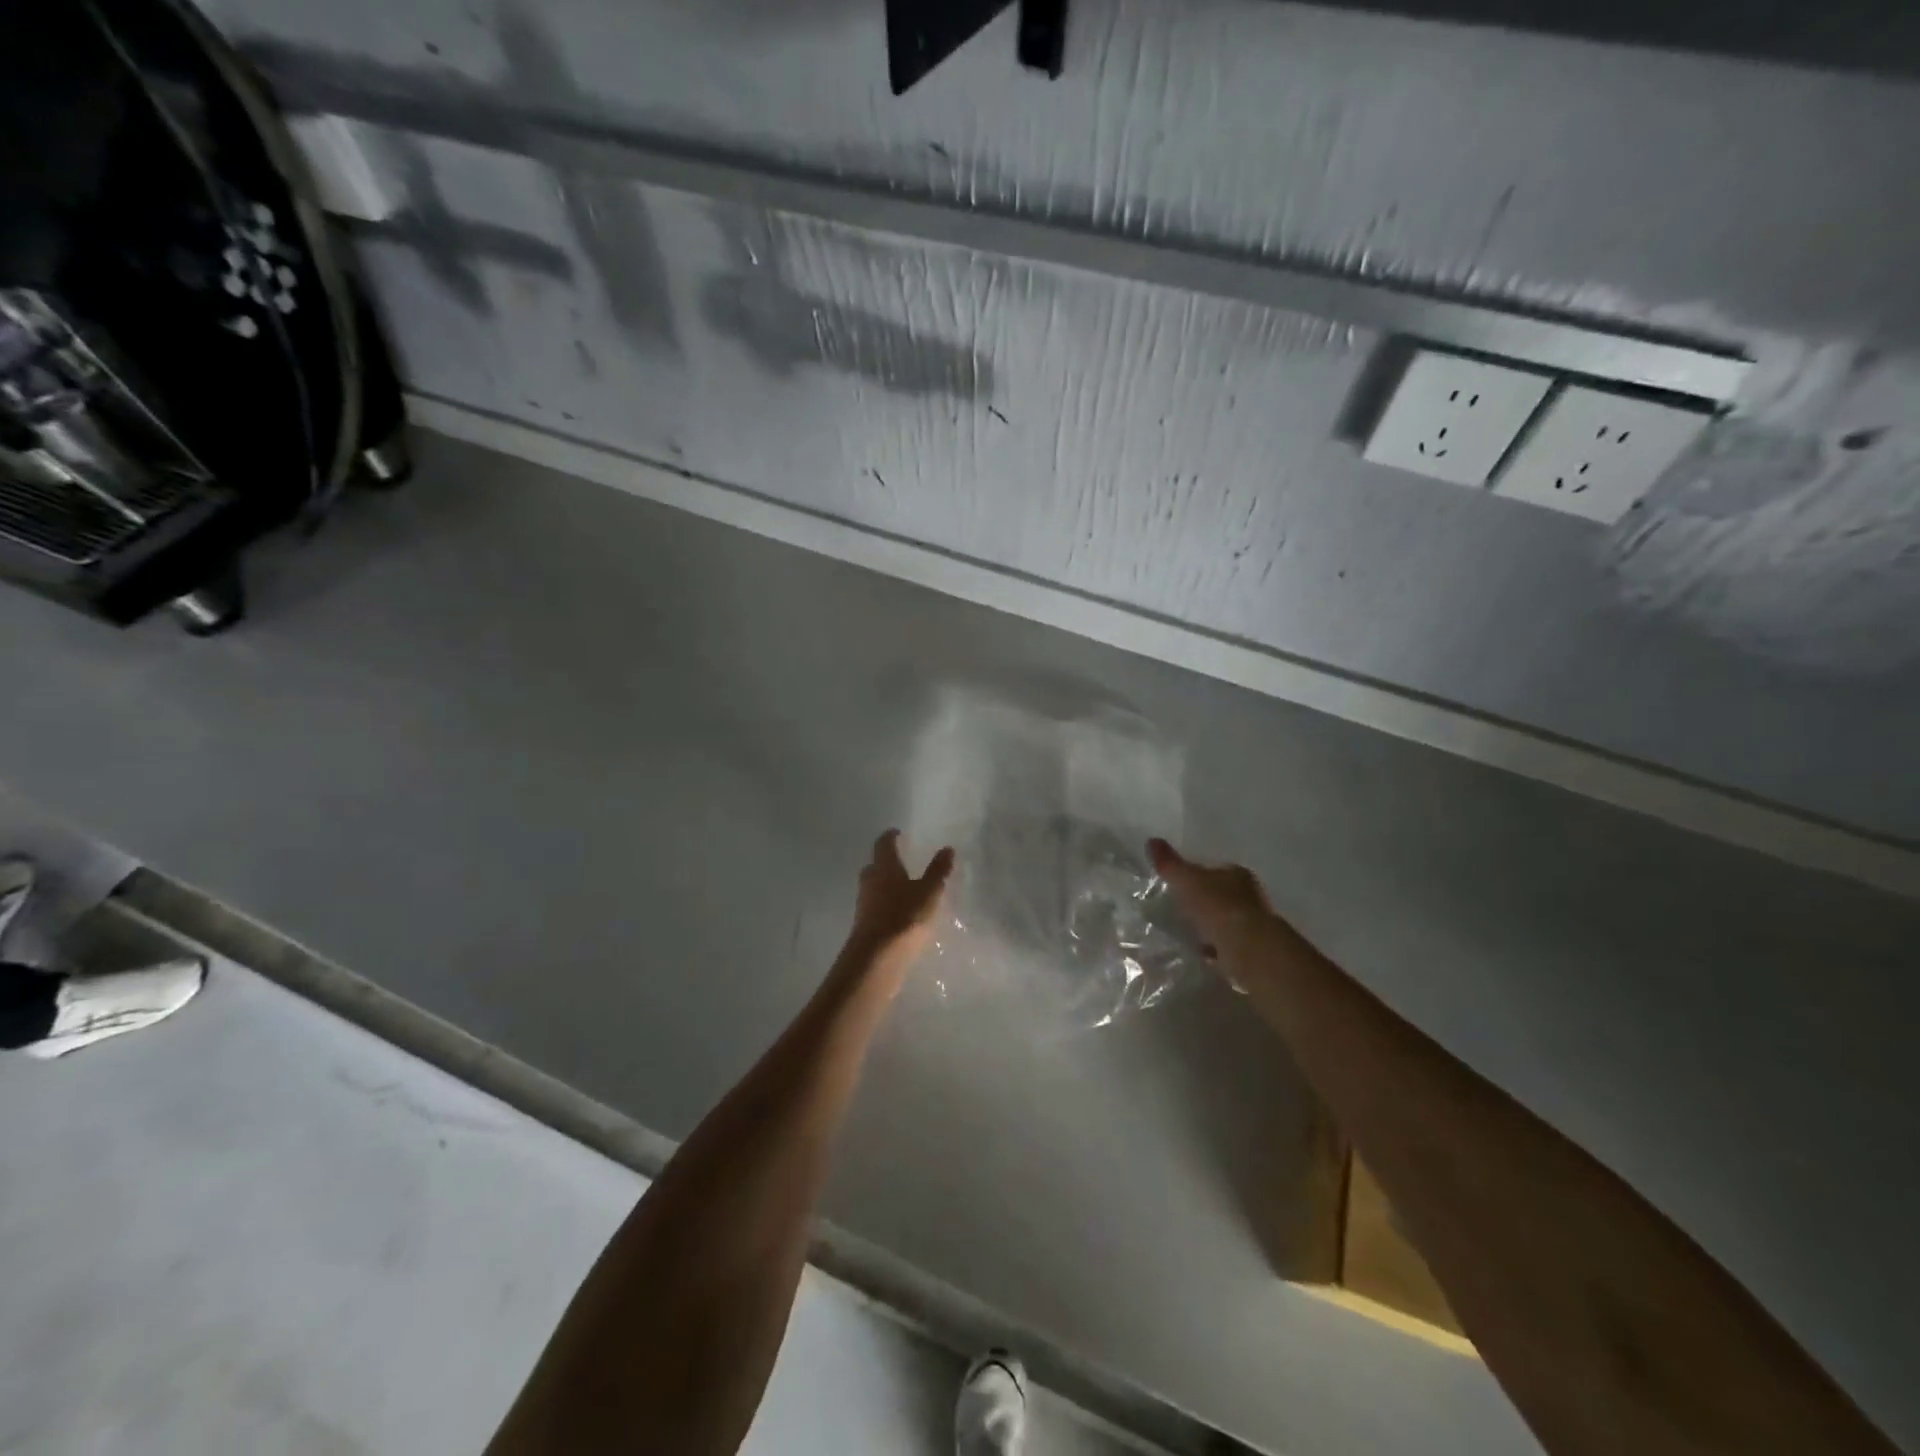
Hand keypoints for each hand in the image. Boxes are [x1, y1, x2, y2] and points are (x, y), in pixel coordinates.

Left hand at [838, 831, 954, 991]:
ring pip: (874, 887)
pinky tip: (901, 914)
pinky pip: (876, 907)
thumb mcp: (929, 892)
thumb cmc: (905, 917)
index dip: (890, 837)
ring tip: (905, 889)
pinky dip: (886, 905)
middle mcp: (870, 881)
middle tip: (902, 861)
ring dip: (886, 885)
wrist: (877, 958)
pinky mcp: (865, 925)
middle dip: (887, 862)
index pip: (883, 844)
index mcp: (884, 867)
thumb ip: (938, 871)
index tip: (898, 833)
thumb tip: (947, 848)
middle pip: (875, 865)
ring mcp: (864, 904)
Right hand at [1148, 838, 1281, 989]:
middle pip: (1223, 895)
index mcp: (1237, 874)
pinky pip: (1228, 944)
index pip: (1216, 870)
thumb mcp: (1186, 881)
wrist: (1247, 949)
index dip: (1199, 875)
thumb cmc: (1217, 906)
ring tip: (1189, 932)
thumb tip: (1151, 840)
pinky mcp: (1252, 949)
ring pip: (1227, 920)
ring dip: (1212, 925)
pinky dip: (1216, 947)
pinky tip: (1201, 953)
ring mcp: (1254, 924)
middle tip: (1182, 908)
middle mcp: (1250, 896)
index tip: (1182, 884)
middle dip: (1206, 901)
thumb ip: (1170, 864)